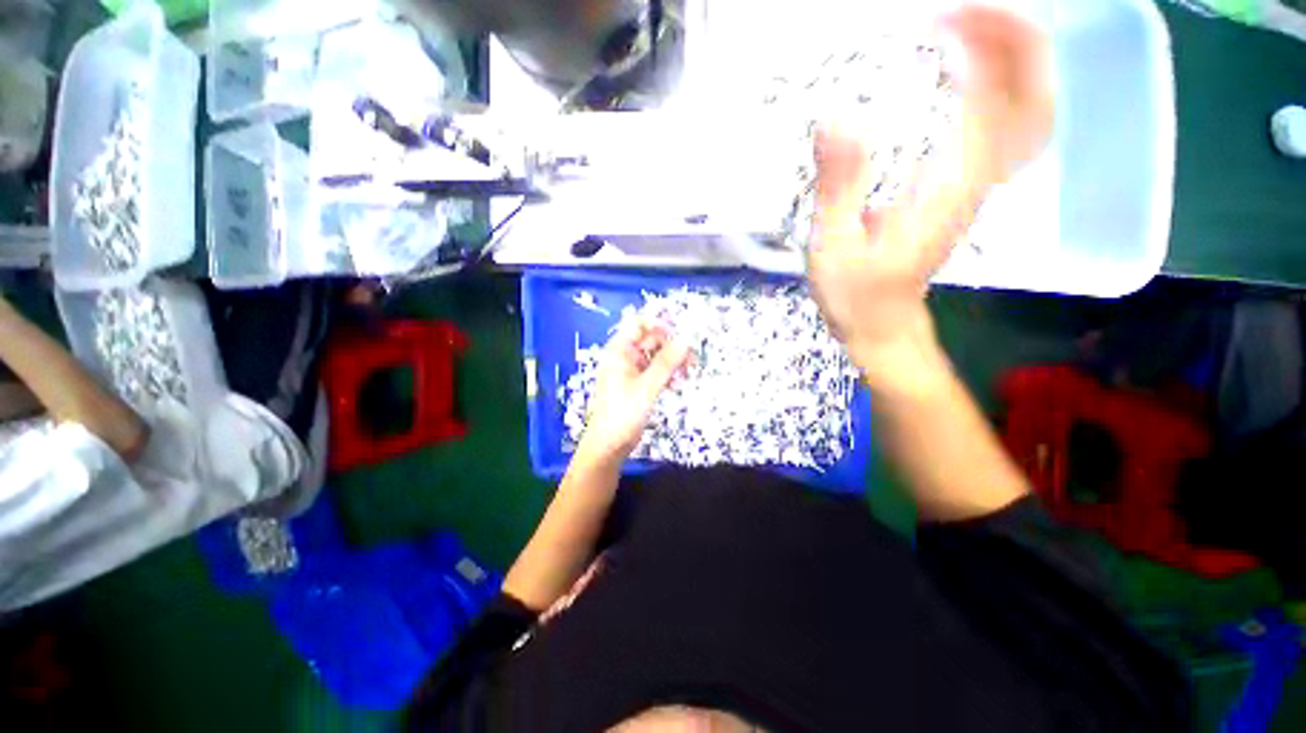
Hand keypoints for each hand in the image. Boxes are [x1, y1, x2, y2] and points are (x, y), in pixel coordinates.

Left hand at [578, 320, 691, 461]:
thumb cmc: (622, 413)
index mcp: (619, 351)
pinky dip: (666, 374)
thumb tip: (685, 340)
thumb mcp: (647, 387)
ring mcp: (630, 372)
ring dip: (671, 361)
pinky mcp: (637, 385)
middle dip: (671, 345)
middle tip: (692, 356)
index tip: (681, 332)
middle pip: (650, 341)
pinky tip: (678, 383)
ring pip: (655, 357)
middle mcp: (624, 357)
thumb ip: (666, 363)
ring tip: (689, 371)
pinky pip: (654, 372)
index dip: (659, 324)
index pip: (639, 325)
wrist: (609, 446)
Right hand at [806, 6, 1051, 387]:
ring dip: (1013, 60)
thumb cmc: (856, 295)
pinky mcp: (965, 191)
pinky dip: (1001, 90)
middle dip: (1014, 43)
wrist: (882, 326)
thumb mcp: (835, 246)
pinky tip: (965, 74)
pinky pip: (1006, 130)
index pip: (991, 103)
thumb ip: (839, 186)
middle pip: (1031, 101)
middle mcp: (978, 181)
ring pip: (1028, 113)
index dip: (981, 51)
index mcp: (948, 190)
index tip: (942, 22)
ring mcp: (978, 186)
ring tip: (966, 30)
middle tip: (966, 11)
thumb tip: (836, 117)